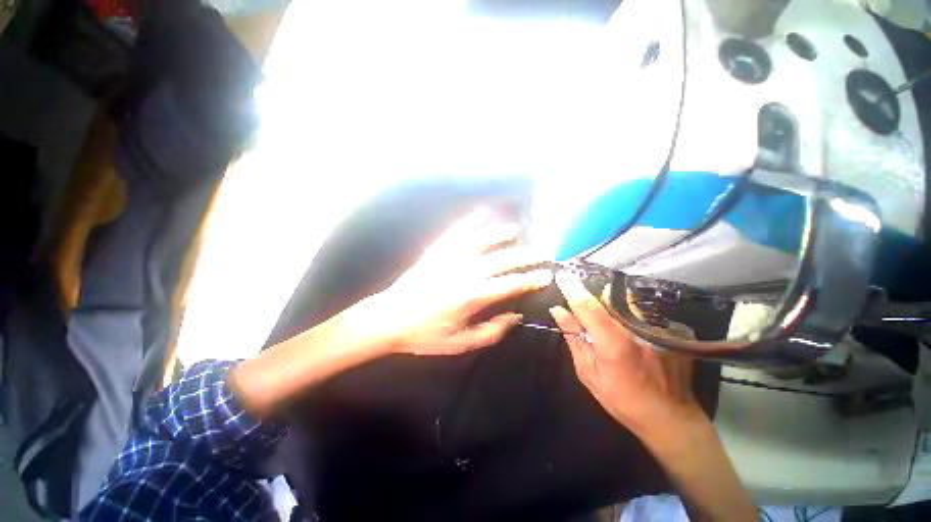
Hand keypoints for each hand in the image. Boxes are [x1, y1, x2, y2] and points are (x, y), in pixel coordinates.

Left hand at [367, 209, 552, 355]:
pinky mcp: (435, 251)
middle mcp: (464, 272)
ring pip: (480, 240)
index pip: (510, 284)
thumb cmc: (424, 335)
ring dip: (500, 233)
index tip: (546, 275)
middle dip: (525, 256)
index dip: (531, 280)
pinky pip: (455, 232)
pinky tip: (481, 214)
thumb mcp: (460, 343)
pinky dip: (469, 221)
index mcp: (471, 296)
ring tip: (515, 230)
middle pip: (501, 260)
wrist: (388, 319)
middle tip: (541, 253)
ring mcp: (448, 258)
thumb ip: (491, 331)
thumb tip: (515, 316)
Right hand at [550, 271, 705, 434]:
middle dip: (594, 300)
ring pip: (626, 301)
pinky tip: (634, 339)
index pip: (587, 305)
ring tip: (613, 331)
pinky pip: (641, 311)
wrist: (670, 417)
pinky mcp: (669, 329)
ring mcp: (657, 327)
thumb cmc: (622, 398)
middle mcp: (637, 328)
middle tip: (590, 318)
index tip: (562, 275)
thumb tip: (558, 310)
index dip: (572, 288)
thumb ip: (574, 337)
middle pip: (609, 297)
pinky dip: (629, 316)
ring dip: (613, 307)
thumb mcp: (588, 371)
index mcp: (613, 342)